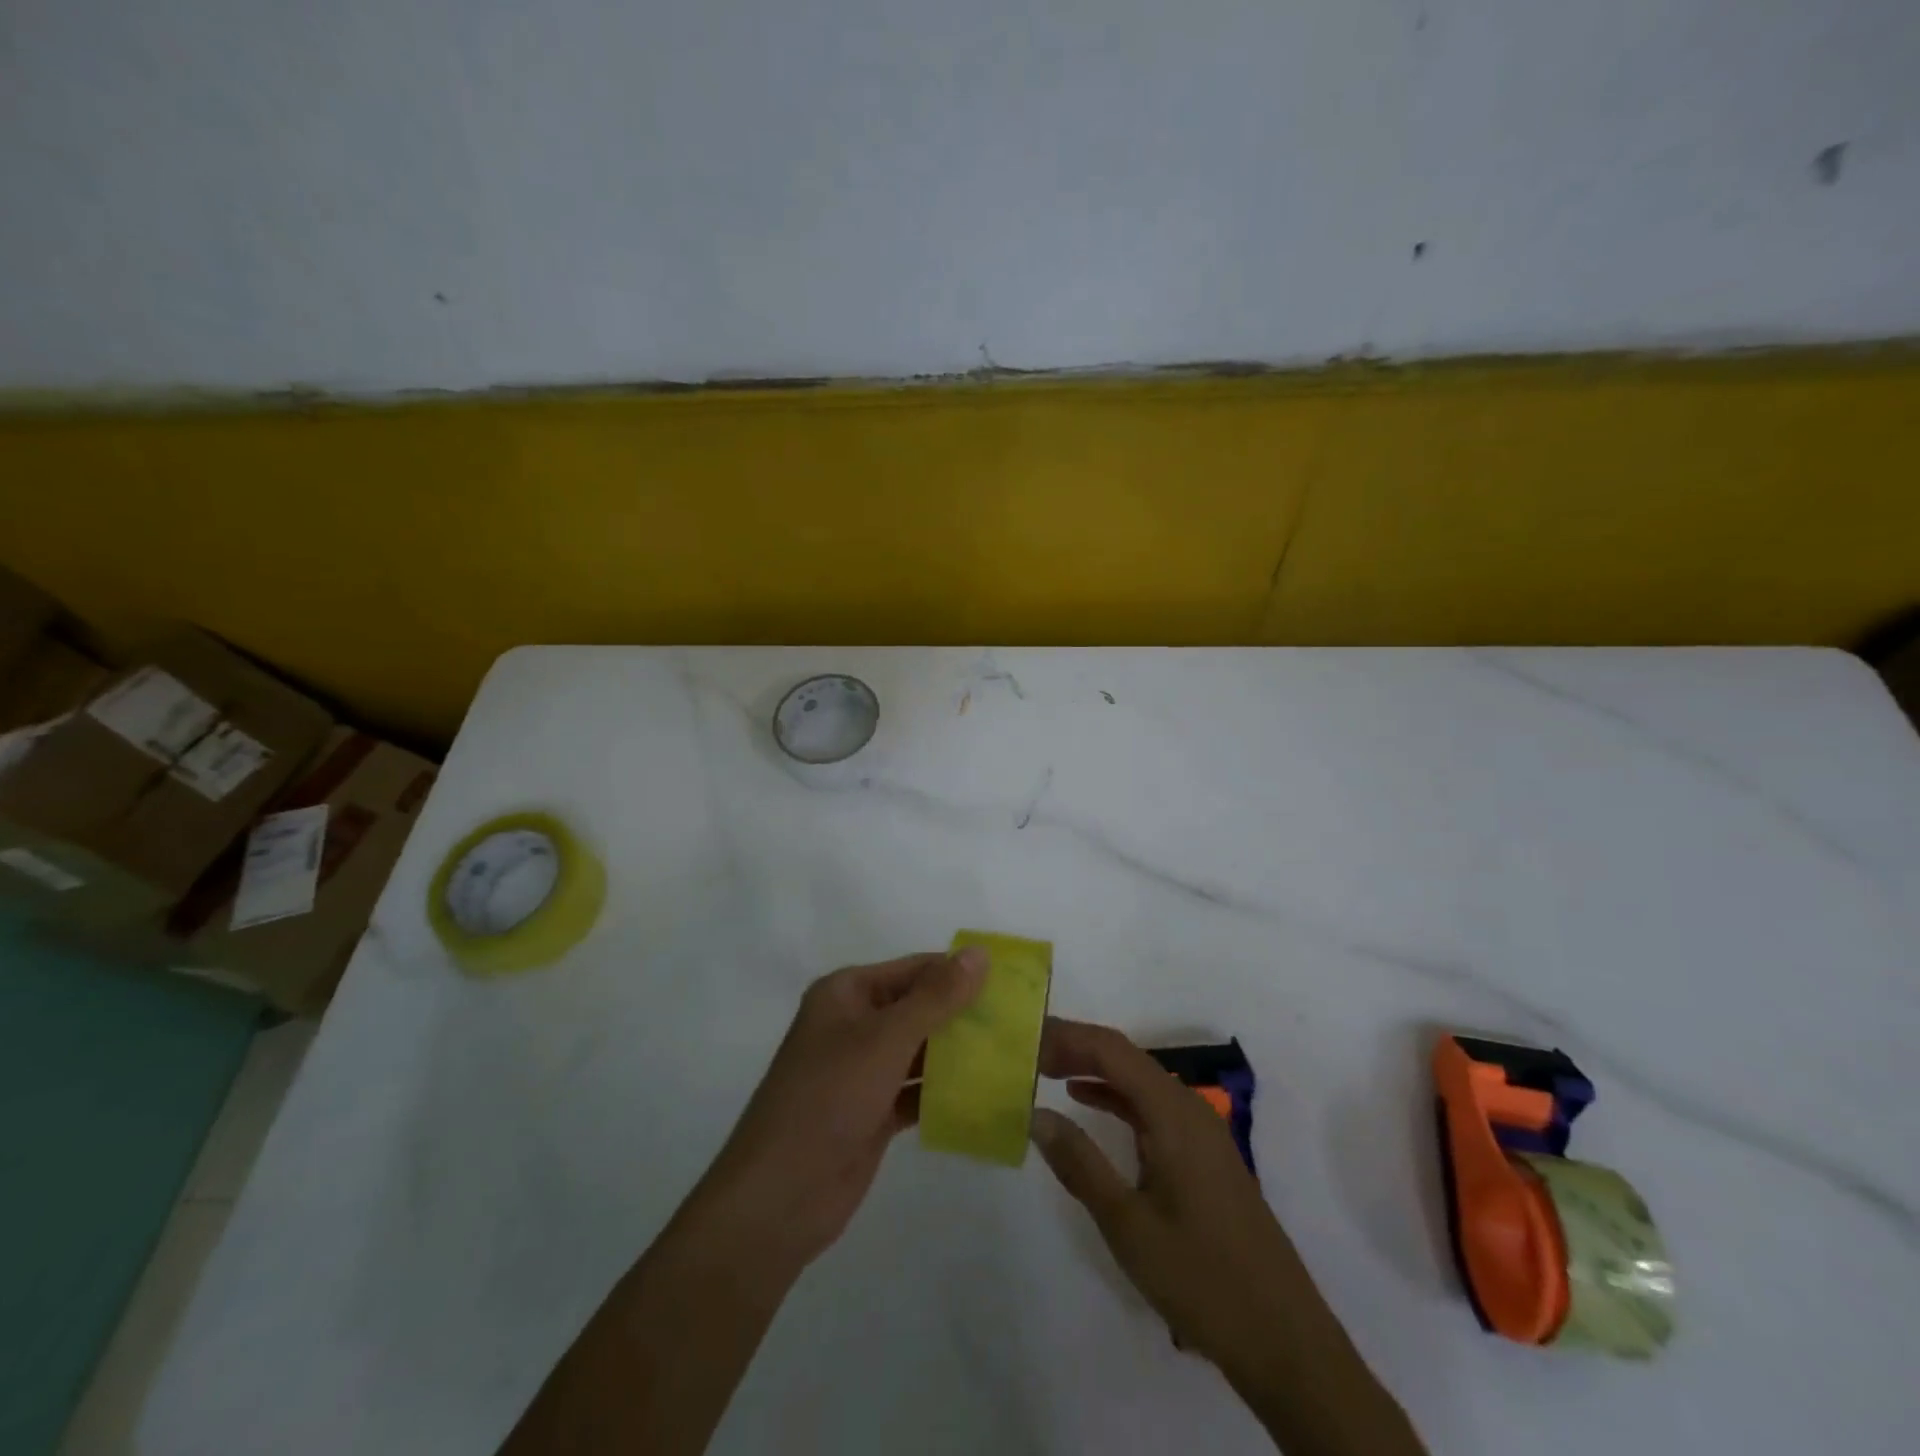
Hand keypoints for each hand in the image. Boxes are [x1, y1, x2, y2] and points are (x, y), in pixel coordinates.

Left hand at [685, 947, 987, 1279]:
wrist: (778, 1199)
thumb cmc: (828, 1099)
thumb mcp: (885, 1039)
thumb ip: (935, 997)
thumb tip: (980, 953)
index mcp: (847, 993)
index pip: (915, 969)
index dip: (960, 972)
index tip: (1013, 982)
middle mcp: (854, 1024)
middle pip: (920, 1008)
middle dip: (965, 1015)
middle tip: (1022, 1022)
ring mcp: (862, 1070)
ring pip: (920, 1051)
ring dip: (959, 1055)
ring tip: (1015, 1057)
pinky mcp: (872, 1111)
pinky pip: (917, 1091)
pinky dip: (945, 1092)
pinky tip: (987, 1096)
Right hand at [1029, 1018, 1318, 1377]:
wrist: (1284, 1339)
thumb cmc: (1201, 1278)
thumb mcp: (1127, 1224)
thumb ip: (1080, 1164)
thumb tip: (1036, 1114)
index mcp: (1173, 1113)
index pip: (1112, 1050)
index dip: (1068, 1037)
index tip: (1026, 1039)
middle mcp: (1189, 1108)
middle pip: (1125, 1057)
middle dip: (1076, 1047)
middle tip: (1028, 1051)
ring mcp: (1200, 1131)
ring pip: (1138, 1079)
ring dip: (1094, 1068)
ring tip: (1047, 1069)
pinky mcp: (1202, 1154)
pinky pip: (1151, 1105)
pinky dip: (1115, 1096)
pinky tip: (1086, 1102)